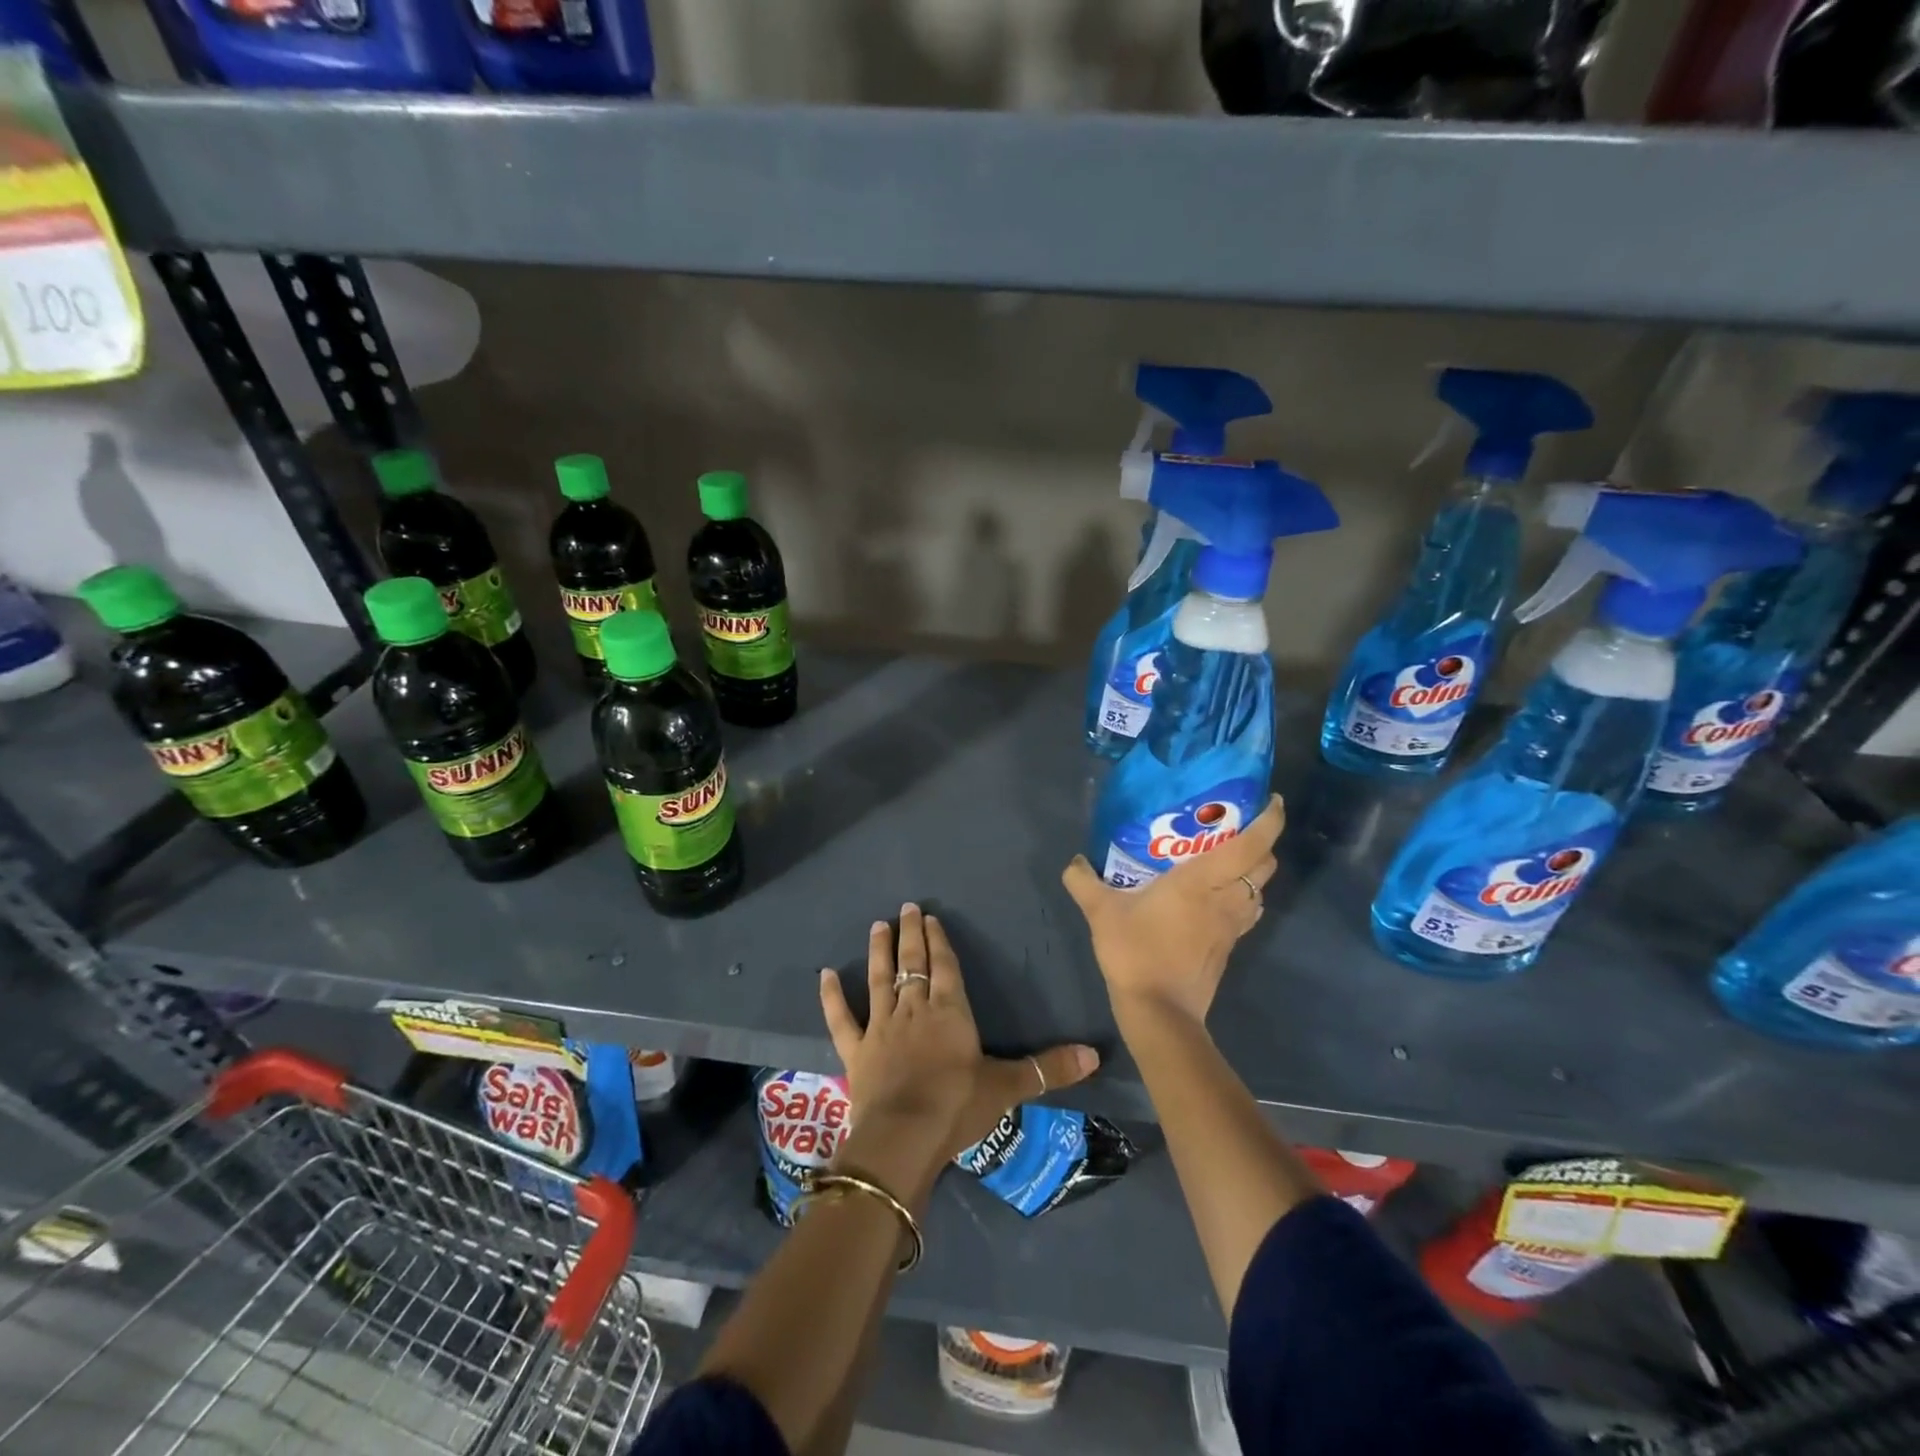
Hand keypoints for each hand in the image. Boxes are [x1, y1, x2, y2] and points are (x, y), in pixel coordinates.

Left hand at [820, 905, 1099, 1199]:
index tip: (931, 917)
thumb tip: (1097, 1054)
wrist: (904, 1137)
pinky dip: (832, 996)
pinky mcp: (856, 1050)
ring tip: (877, 926)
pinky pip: (841, 1017)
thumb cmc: (958, 1107)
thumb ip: (1049, 1069)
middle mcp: (914, 1009)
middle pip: (912, 963)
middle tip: (906, 908)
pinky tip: (825, 973)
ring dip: (879, 951)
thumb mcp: (1008, 1087)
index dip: (938, 941)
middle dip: (911, 934)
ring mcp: (882, 1027)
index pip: (944, 966)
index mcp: (950, 1011)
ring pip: (879, 979)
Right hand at [1062, 794, 1283, 1026]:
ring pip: (1260, 889)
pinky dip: (1243, 896)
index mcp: (1203, 881)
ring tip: (1225, 860)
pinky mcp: (1230, 946)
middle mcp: (1227, 898)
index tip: (1272, 800)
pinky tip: (1216, 898)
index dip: (1270, 820)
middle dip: (1260, 842)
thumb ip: (1083, 881)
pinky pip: (1247, 911)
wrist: (1159, 1011)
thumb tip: (1074, 861)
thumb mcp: (1101, 912)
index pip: (1252, 844)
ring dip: (1252, 872)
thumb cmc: (1136, 952)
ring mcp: (1232, 925)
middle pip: (1265, 864)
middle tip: (1234, 828)